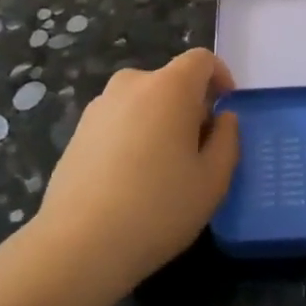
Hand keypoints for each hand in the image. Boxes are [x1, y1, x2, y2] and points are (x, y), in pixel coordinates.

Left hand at [31, 48, 239, 301]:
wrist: (78, 245)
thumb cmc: (158, 208)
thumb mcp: (213, 180)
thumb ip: (228, 139)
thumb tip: (222, 118)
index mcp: (169, 87)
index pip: (202, 60)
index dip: (221, 78)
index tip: (225, 112)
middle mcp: (131, 84)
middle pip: (171, 81)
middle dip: (190, 105)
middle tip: (198, 149)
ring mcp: (99, 107)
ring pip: (143, 102)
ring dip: (159, 122)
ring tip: (163, 169)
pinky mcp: (77, 132)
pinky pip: (118, 122)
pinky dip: (132, 137)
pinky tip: (131, 181)